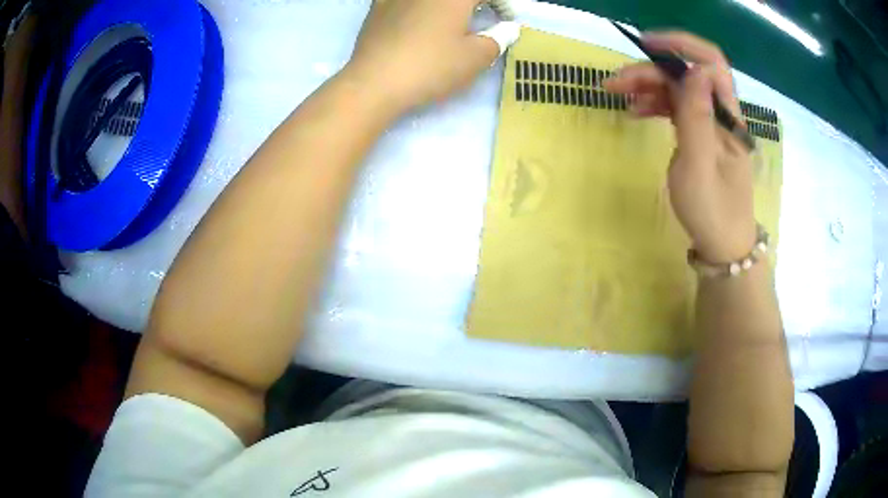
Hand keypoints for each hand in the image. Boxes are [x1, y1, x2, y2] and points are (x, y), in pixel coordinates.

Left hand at [344, 0, 517, 113]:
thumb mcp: (474, 59)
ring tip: (450, 19)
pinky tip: (415, 16)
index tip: (506, 20)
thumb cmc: (431, 67)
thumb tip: (507, 29)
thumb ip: (497, 40)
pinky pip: (404, 0)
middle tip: (481, 14)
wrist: (374, 82)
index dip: (502, 3)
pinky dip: (417, 5)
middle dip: (475, 3)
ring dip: (446, 5)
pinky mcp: (378, 6)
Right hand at [605, 32, 756, 262]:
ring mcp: (711, 124)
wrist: (723, 245)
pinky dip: (656, 104)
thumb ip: (697, 117)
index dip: (681, 45)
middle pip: (687, 74)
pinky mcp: (701, 135)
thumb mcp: (699, 166)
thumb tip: (696, 70)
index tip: (646, 44)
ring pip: (679, 89)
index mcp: (727, 117)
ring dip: (649, 86)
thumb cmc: (712, 211)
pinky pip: (677, 108)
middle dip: (651, 70)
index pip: (710, 63)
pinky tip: (637, 111)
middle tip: (614, 84)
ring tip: (619, 96)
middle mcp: (721, 113)